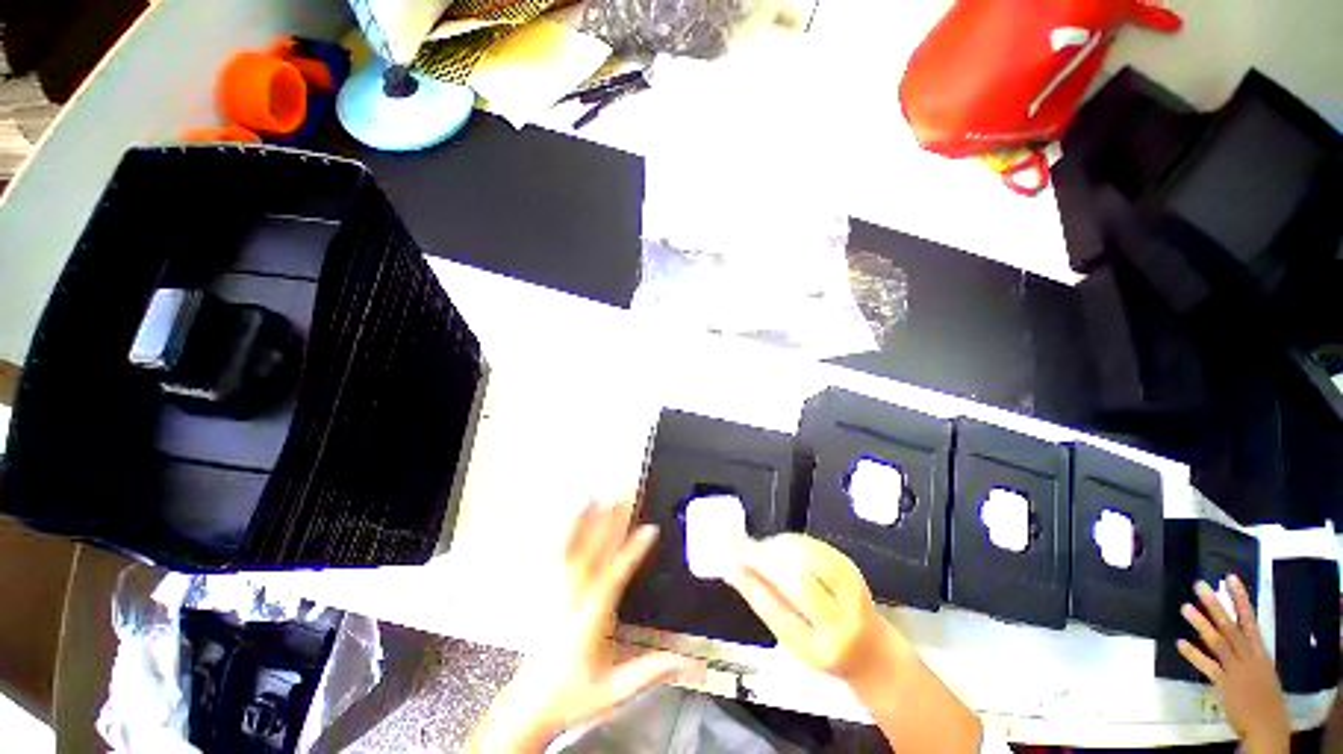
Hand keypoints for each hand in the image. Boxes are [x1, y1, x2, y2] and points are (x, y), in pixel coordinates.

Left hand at [469, 497, 698, 751]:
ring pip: (573, 548)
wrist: (531, 705)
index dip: (634, 551)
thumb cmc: (575, 695)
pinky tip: (568, 516)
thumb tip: (687, 660)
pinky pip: (555, 555)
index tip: (650, 529)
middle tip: (624, 494)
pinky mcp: (548, 591)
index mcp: (593, 617)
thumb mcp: (615, 690)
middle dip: (611, 520)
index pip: (616, 576)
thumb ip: (649, 672)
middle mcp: (575, 596)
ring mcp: (558, 591)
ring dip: (585, 519)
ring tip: (593, 494)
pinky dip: (564, 532)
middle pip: (595, 550)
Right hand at [723, 533, 905, 685]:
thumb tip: (733, 569)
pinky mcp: (852, 568)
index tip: (730, 563)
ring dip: (777, 546)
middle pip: (798, 582)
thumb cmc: (822, 646)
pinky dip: (791, 541)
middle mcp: (841, 622)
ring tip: (758, 547)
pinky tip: (777, 544)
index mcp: (819, 650)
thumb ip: (765, 603)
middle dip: (764, 559)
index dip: (751, 584)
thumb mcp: (792, 639)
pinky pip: (816, 546)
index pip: (779, 613)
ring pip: (809, 558)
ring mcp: (852, 592)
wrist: (869, 649)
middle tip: (738, 546)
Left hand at [1178, 575, 1289, 753]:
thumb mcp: (1264, 672)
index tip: (1230, 578)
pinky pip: (1208, 666)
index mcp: (1260, 652)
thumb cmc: (1268, 701)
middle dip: (1215, 605)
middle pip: (1231, 626)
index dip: (1241, 599)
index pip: (1250, 619)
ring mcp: (1236, 669)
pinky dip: (1195, 655)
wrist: (1268, 727)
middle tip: (1199, 585)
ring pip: (1218, 641)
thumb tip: (1238, 643)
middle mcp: (1249, 656)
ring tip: (1185, 607)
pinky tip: (1180, 643)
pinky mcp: (1225, 684)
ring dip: (1201, 624)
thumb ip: (1249, 656)